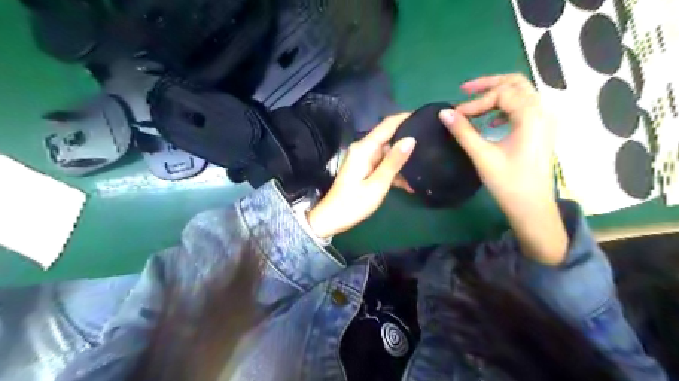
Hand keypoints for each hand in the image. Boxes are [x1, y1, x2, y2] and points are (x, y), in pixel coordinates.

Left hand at [307, 113, 413, 238]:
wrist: (333, 218)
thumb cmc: (354, 203)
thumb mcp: (377, 184)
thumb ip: (394, 161)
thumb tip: (411, 139)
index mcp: (364, 148)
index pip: (387, 125)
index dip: (405, 118)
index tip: (424, 116)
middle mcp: (363, 149)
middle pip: (389, 138)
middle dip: (408, 142)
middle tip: (430, 146)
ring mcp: (363, 159)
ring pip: (388, 154)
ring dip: (403, 163)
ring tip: (424, 169)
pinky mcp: (364, 169)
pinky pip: (382, 165)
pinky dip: (394, 172)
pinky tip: (409, 184)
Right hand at [438, 74, 564, 263]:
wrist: (532, 208)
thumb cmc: (509, 183)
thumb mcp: (483, 156)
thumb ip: (463, 131)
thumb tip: (444, 113)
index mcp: (531, 115)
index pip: (501, 93)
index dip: (475, 102)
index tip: (456, 114)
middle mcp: (542, 112)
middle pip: (516, 84)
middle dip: (489, 84)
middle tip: (464, 90)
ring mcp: (544, 121)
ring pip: (521, 94)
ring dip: (497, 94)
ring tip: (475, 103)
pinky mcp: (540, 131)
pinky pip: (523, 108)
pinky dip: (505, 108)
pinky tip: (491, 121)